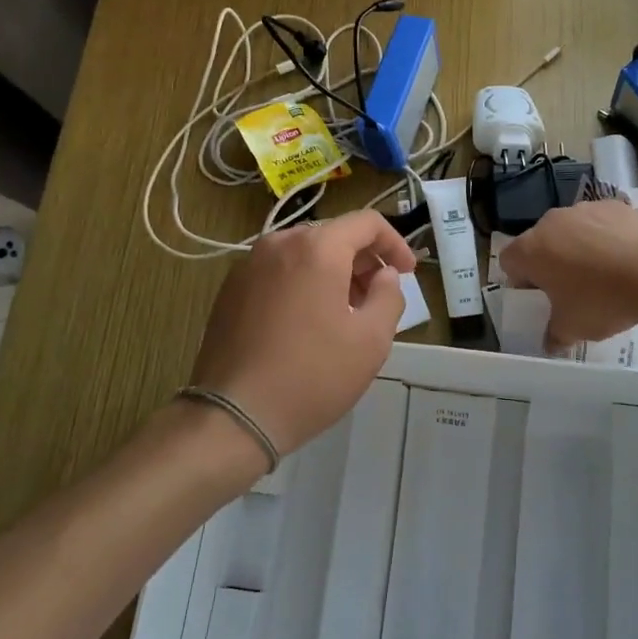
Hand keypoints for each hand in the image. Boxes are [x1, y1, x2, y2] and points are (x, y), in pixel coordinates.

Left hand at [190, 210, 416, 455]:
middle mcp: (280, 243)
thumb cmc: (312, 375)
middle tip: (378, 297)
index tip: (407, 274)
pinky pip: (278, 271)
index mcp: (317, 247)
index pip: (367, 222)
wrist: (233, 416)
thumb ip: (389, 295)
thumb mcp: (371, 340)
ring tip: (345, 313)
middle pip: (333, 235)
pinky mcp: (230, 289)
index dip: (395, 244)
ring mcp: (249, 264)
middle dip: (363, 261)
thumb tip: (384, 275)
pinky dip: (302, 283)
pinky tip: (308, 322)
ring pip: (304, 253)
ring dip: (333, 272)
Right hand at [500, 198, 637, 347]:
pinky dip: (605, 236)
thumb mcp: (573, 328)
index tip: (540, 297)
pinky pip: (600, 222)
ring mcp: (583, 209)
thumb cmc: (602, 301)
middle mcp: (551, 222)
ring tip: (603, 272)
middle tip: (571, 288)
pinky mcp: (613, 205)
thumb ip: (554, 335)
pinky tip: (624, 258)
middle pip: (540, 242)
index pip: (509, 261)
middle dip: (550, 262)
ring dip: (577, 247)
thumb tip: (550, 343)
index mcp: (530, 250)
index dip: (520, 280)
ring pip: (570, 230)